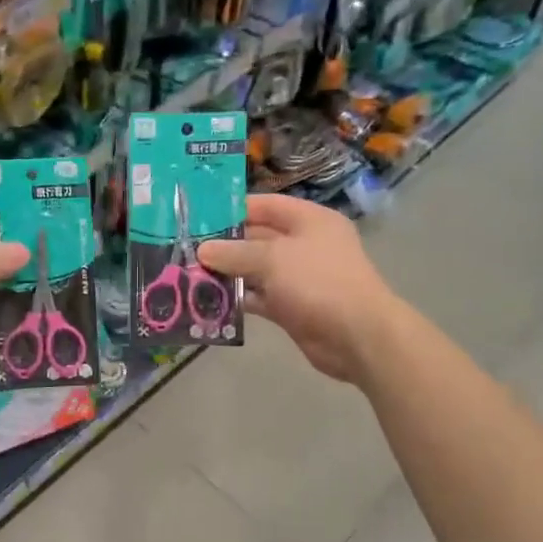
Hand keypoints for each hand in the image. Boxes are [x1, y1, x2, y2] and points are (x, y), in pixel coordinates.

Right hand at [197, 194, 397, 383]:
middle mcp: (304, 245)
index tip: (199, 217)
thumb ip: (235, 252)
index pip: (266, 205)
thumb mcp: (273, 259)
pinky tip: (208, 302)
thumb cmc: (318, 282)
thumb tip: (203, 250)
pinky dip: (238, 299)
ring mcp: (298, 278)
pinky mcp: (291, 307)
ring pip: (255, 270)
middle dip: (224, 245)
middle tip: (185, 249)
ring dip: (227, 274)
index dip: (234, 209)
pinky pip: (259, 297)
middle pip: (257, 238)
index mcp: (309, 220)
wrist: (357, 336)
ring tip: (189, 275)